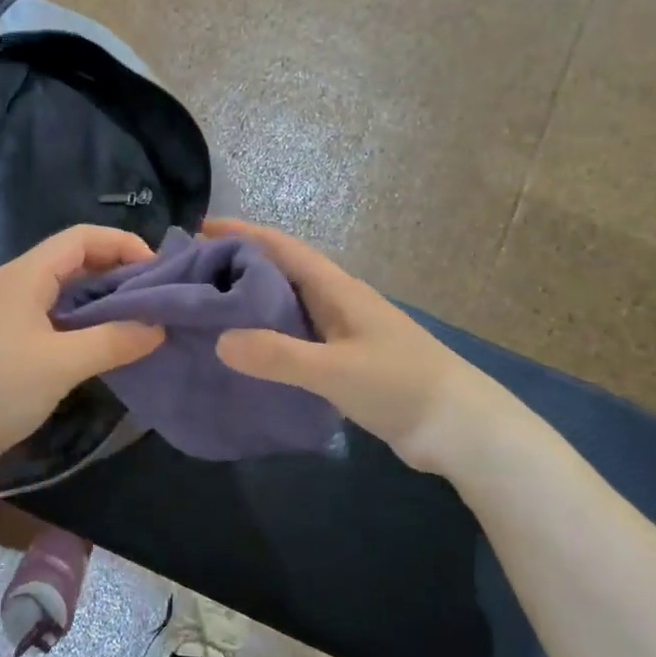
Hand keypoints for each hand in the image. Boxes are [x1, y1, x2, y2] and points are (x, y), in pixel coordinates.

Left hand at [0, 225, 164, 487]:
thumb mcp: (61, 362)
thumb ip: (113, 340)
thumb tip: (158, 327)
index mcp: (27, 274)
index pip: (82, 238)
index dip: (123, 244)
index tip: (160, 271)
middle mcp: (20, 287)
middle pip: (77, 263)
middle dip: (119, 274)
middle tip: (160, 300)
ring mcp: (13, 319)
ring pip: (68, 297)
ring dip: (105, 304)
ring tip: (145, 324)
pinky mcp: (11, 349)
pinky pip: (58, 325)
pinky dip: (87, 329)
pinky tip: (111, 351)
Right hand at [206, 219, 548, 481]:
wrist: (462, 428)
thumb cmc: (401, 386)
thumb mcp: (335, 370)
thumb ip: (278, 355)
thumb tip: (219, 340)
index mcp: (337, 289)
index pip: (282, 248)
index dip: (243, 233)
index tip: (202, 228)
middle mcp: (338, 301)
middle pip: (281, 272)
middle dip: (239, 265)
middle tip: (193, 273)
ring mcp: (344, 331)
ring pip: (288, 305)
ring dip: (251, 301)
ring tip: (210, 308)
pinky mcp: (346, 360)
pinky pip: (296, 336)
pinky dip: (268, 335)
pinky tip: (247, 352)